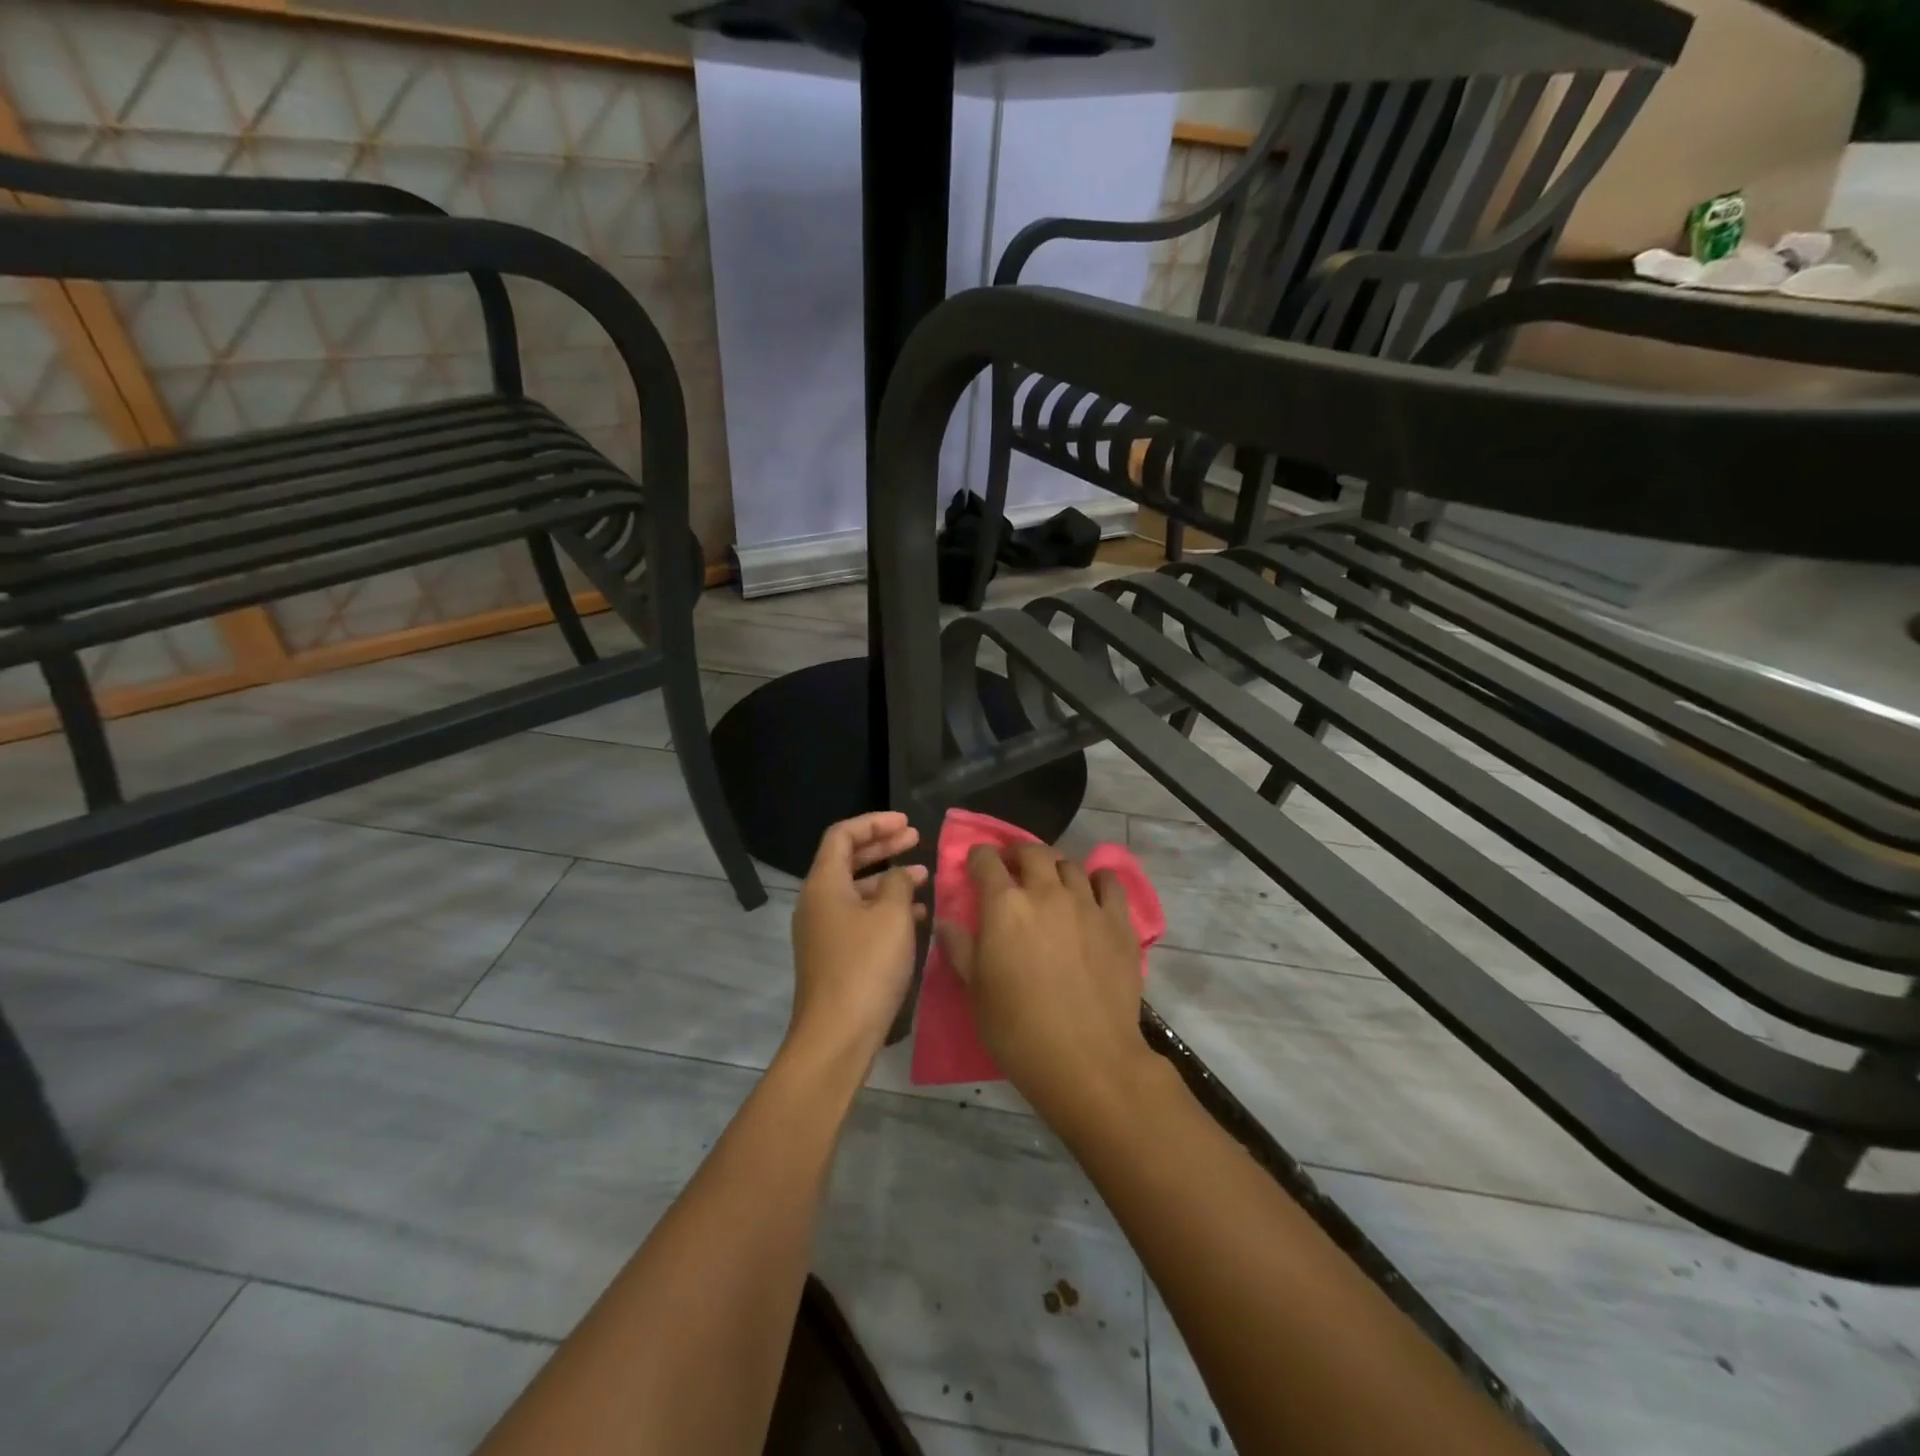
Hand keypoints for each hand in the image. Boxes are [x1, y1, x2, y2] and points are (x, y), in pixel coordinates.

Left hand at [787, 812, 927, 1075]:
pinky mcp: (834, 955)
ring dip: (889, 879)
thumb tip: (900, 875)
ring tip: (924, 877)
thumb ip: (899, 883)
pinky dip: (885, 909)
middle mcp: (817, 902)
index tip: (907, 823)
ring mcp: (823, 930)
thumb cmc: (866, 967)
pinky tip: (917, 916)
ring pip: (857, 890)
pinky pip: (860, 917)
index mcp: (824, 884)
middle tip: (916, 839)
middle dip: (883, 847)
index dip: (874, 823)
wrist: (837, 1035)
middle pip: (848, 860)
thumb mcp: (893, 916)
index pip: (843, 835)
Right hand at [936, 843, 1156, 1133]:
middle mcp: (1046, 892)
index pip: (987, 861)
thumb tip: (945, 922)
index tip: (976, 863)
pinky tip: (1092, 891)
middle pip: (1032, 852)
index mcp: (1005, 906)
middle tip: (1013, 868)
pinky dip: (1098, 879)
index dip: (979, 857)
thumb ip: (960, 948)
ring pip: (1069, 864)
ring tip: (1051, 882)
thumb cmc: (1018, 1029)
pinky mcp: (1118, 921)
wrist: (1087, 1059)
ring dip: (1054, 867)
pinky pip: (1109, 882)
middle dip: (1017, 854)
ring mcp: (1086, 903)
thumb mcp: (976, 991)